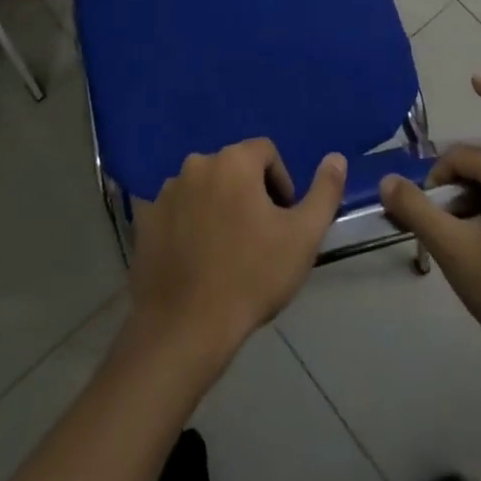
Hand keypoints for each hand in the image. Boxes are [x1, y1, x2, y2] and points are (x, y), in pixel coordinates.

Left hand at [127, 139, 345, 366]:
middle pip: (233, 168)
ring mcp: (165, 191)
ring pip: (203, 188)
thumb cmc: (251, 277)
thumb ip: (324, 192)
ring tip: (226, 252)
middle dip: (249, 194)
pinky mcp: (144, 219)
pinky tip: (196, 259)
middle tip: (258, 238)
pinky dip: (188, 224)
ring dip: (218, 207)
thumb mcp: (303, 237)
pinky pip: (176, 210)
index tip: (282, 220)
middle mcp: (196, 164)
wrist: (184, 328)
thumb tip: (336, 157)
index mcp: (233, 161)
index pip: (266, 152)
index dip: (280, 182)